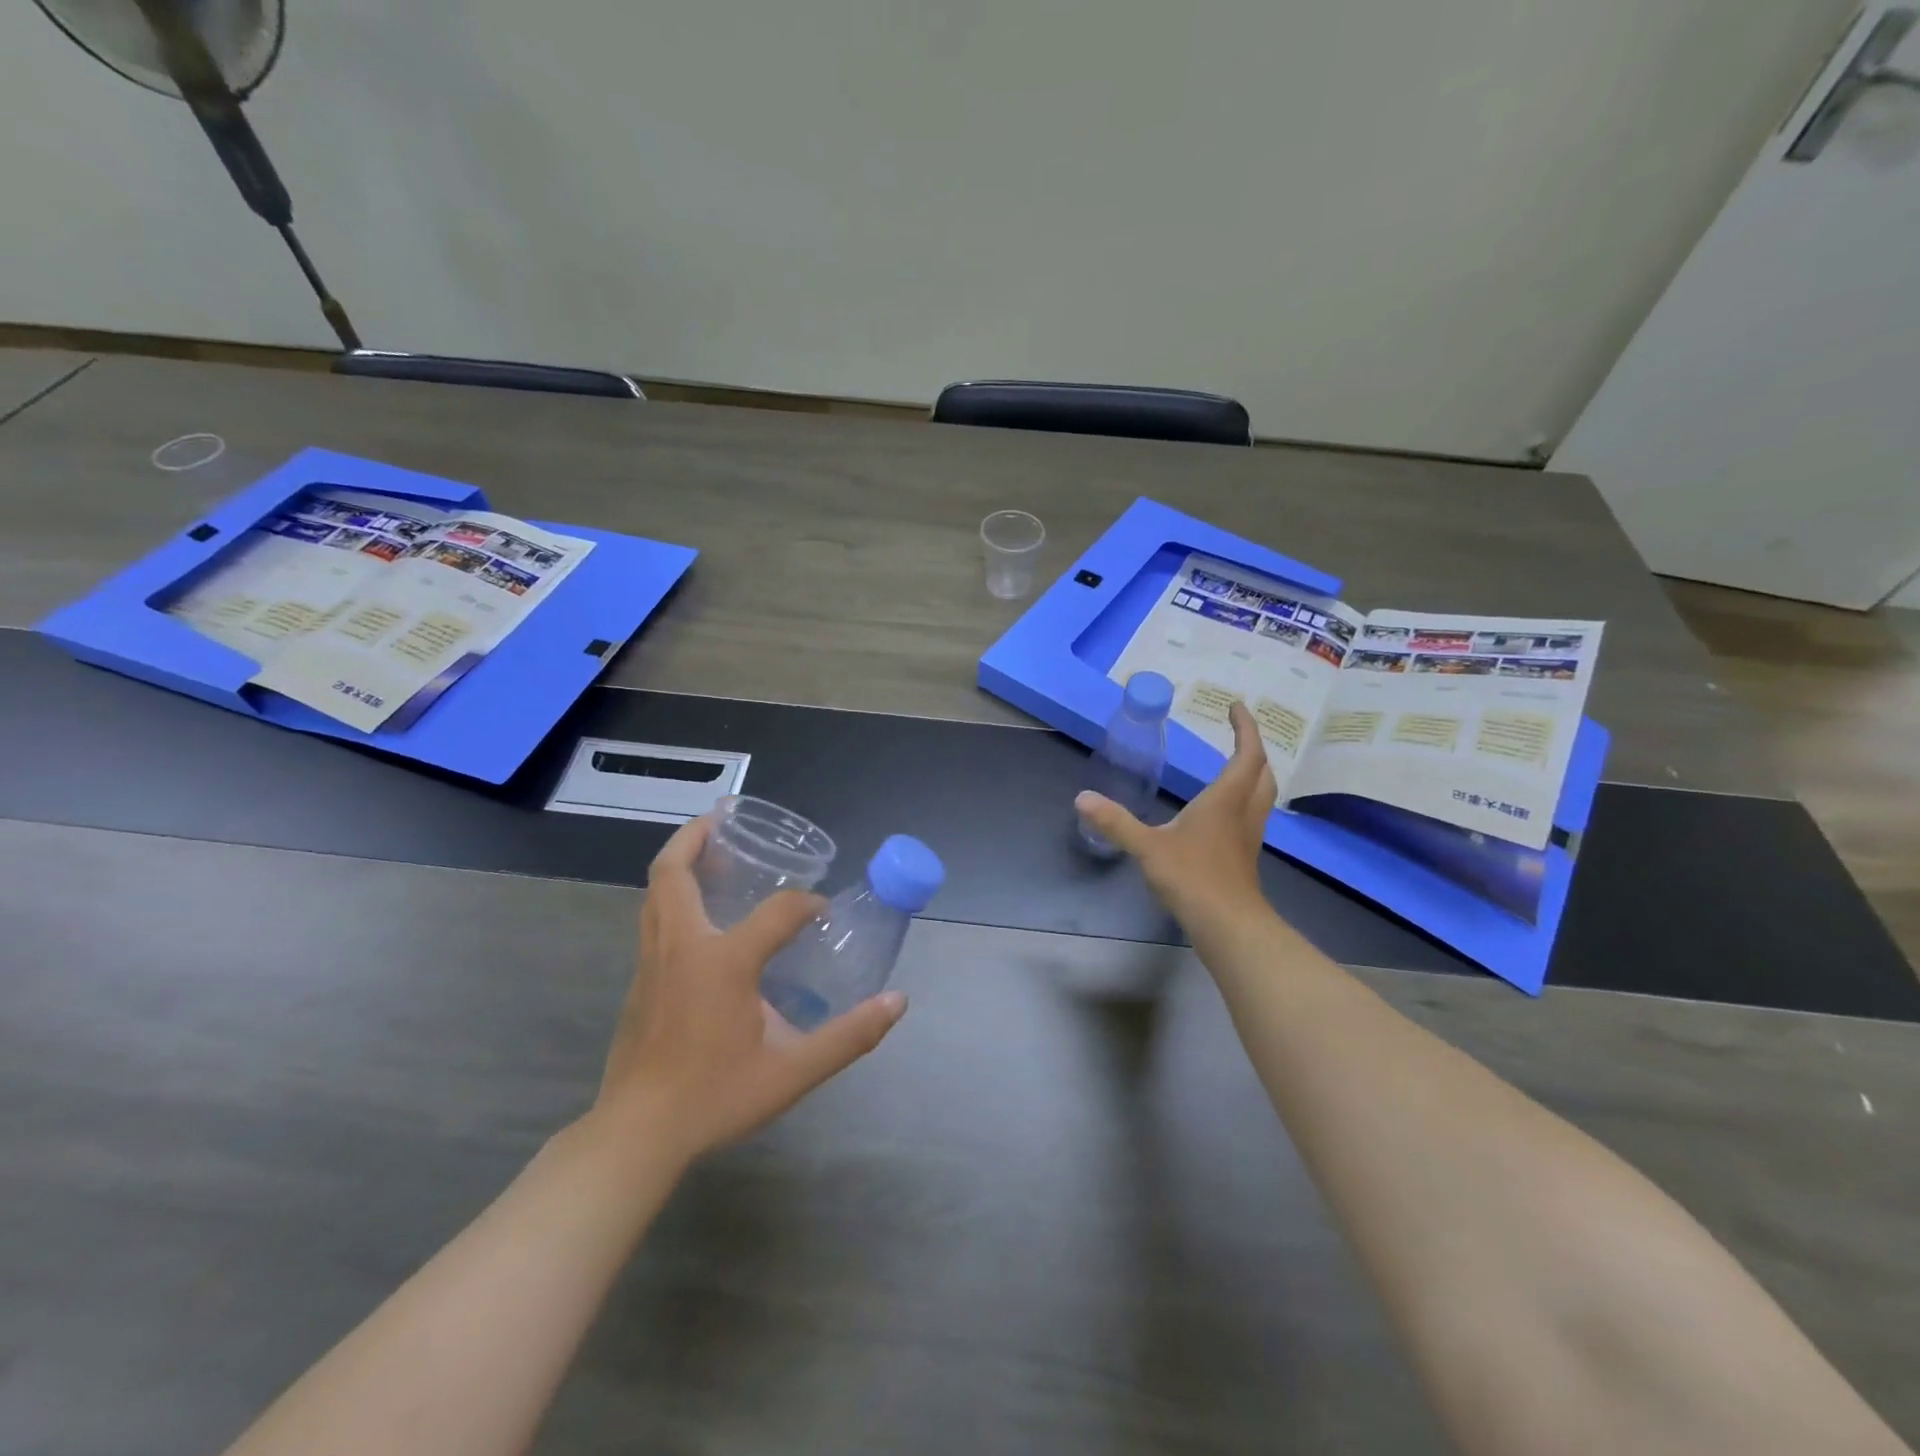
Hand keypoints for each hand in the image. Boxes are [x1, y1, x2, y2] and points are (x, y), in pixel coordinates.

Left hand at [591, 815, 907, 1164]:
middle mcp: (682, 947)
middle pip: (674, 871)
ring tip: (713, 856)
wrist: (637, 1136)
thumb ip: (850, 1035)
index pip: (778, 911)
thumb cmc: (715, 1097)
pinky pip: (654, 918)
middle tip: (725, 820)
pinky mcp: (639, 981)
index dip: (806, 905)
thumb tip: (897, 1002)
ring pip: (657, 892)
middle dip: (697, 837)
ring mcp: (652, 962)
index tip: (823, 914)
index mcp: (723, 961)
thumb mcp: (793, 1072)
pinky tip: (700, 917)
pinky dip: (674, 896)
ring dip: (682, 863)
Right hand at [1076, 699, 1275, 927]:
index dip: (1245, 728)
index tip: (1236, 706)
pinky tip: (1222, 812)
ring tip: (1234, 766)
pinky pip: (1251, 816)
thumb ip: (1116, 822)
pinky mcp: (1244, 856)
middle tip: (1238, 734)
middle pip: (1262, 772)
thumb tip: (1082, 798)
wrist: (1228, 926)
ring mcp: (1248, 836)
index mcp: (1225, 800)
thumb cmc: (1193, 879)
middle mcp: (1243, 812)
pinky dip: (1243, 800)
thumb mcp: (1148, 847)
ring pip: (1262, 795)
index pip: (1246, 754)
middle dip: (1253, 748)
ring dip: (1253, 774)